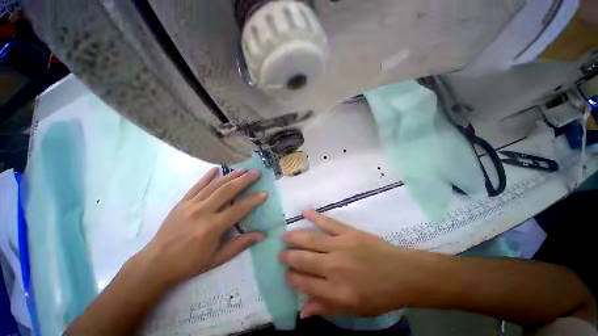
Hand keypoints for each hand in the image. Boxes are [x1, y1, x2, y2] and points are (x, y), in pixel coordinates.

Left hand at [138, 167, 266, 287]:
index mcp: (212, 228)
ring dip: (230, 175)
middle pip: (227, 191)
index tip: (264, 193)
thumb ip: (240, 244)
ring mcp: (190, 205)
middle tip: (256, 172)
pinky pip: (197, 185)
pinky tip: (217, 168)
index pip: (238, 209)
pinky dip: (208, 176)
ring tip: (243, 169)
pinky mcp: (182, 202)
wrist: (156, 263)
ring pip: (214, 185)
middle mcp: (202, 212)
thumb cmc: (190, 263)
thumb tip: (262, 235)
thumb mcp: (217, 258)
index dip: (253, 200)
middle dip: (244, 180)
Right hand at [280, 210, 435, 318]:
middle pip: (304, 260)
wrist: (402, 274)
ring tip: (284, 237)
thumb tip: (302, 312)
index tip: (285, 274)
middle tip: (280, 254)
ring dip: (295, 238)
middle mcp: (334, 267)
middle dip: (288, 257)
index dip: (292, 278)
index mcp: (336, 291)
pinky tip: (305, 212)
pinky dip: (315, 216)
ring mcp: (341, 246)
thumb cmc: (379, 295)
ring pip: (311, 240)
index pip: (304, 283)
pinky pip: (328, 222)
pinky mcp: (348, 232)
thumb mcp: (354, 310)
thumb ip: (326, 309)